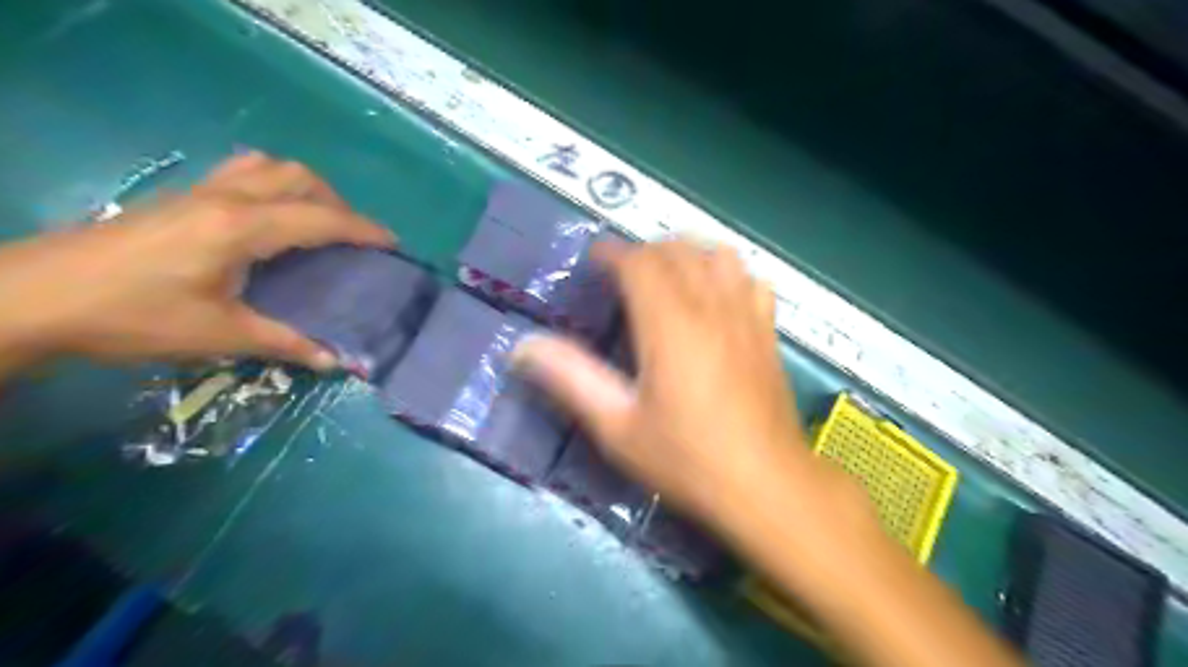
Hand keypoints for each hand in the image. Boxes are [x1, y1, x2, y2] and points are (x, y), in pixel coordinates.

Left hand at [0, 150, 391, 374]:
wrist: (37, 297)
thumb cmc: (135, 316)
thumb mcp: (219, 335)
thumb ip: (284, 342)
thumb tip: (335, 361)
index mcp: (241, 227)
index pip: (318, 218)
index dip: (361, 229)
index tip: (392, 243)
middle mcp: (225, 198)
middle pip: (296, 177)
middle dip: (336, 202)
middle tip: (351, 237)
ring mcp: (199, 192)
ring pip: (268, 167)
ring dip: (303, 187)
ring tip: (316, 221)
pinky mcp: (180, 198)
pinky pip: (241, 173)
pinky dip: (272, 186)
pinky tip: (269, 219)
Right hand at [515, 240, 858, 530]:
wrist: (766, 486)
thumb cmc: (687, 460)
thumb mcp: (617, 426)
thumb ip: (571, 379)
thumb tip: (523, 347)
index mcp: (670, 324)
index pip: (640, 262)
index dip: (612, 253)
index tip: (593, 260)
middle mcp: (711, 307)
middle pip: (678, 250)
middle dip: (644, 251)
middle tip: (621, 274)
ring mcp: (746, 316)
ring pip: (719, 255)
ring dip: (688, 253)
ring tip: (667, 277)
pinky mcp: (768, 332)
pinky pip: (751, 280)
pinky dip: (728, 273)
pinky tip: (716, 298)